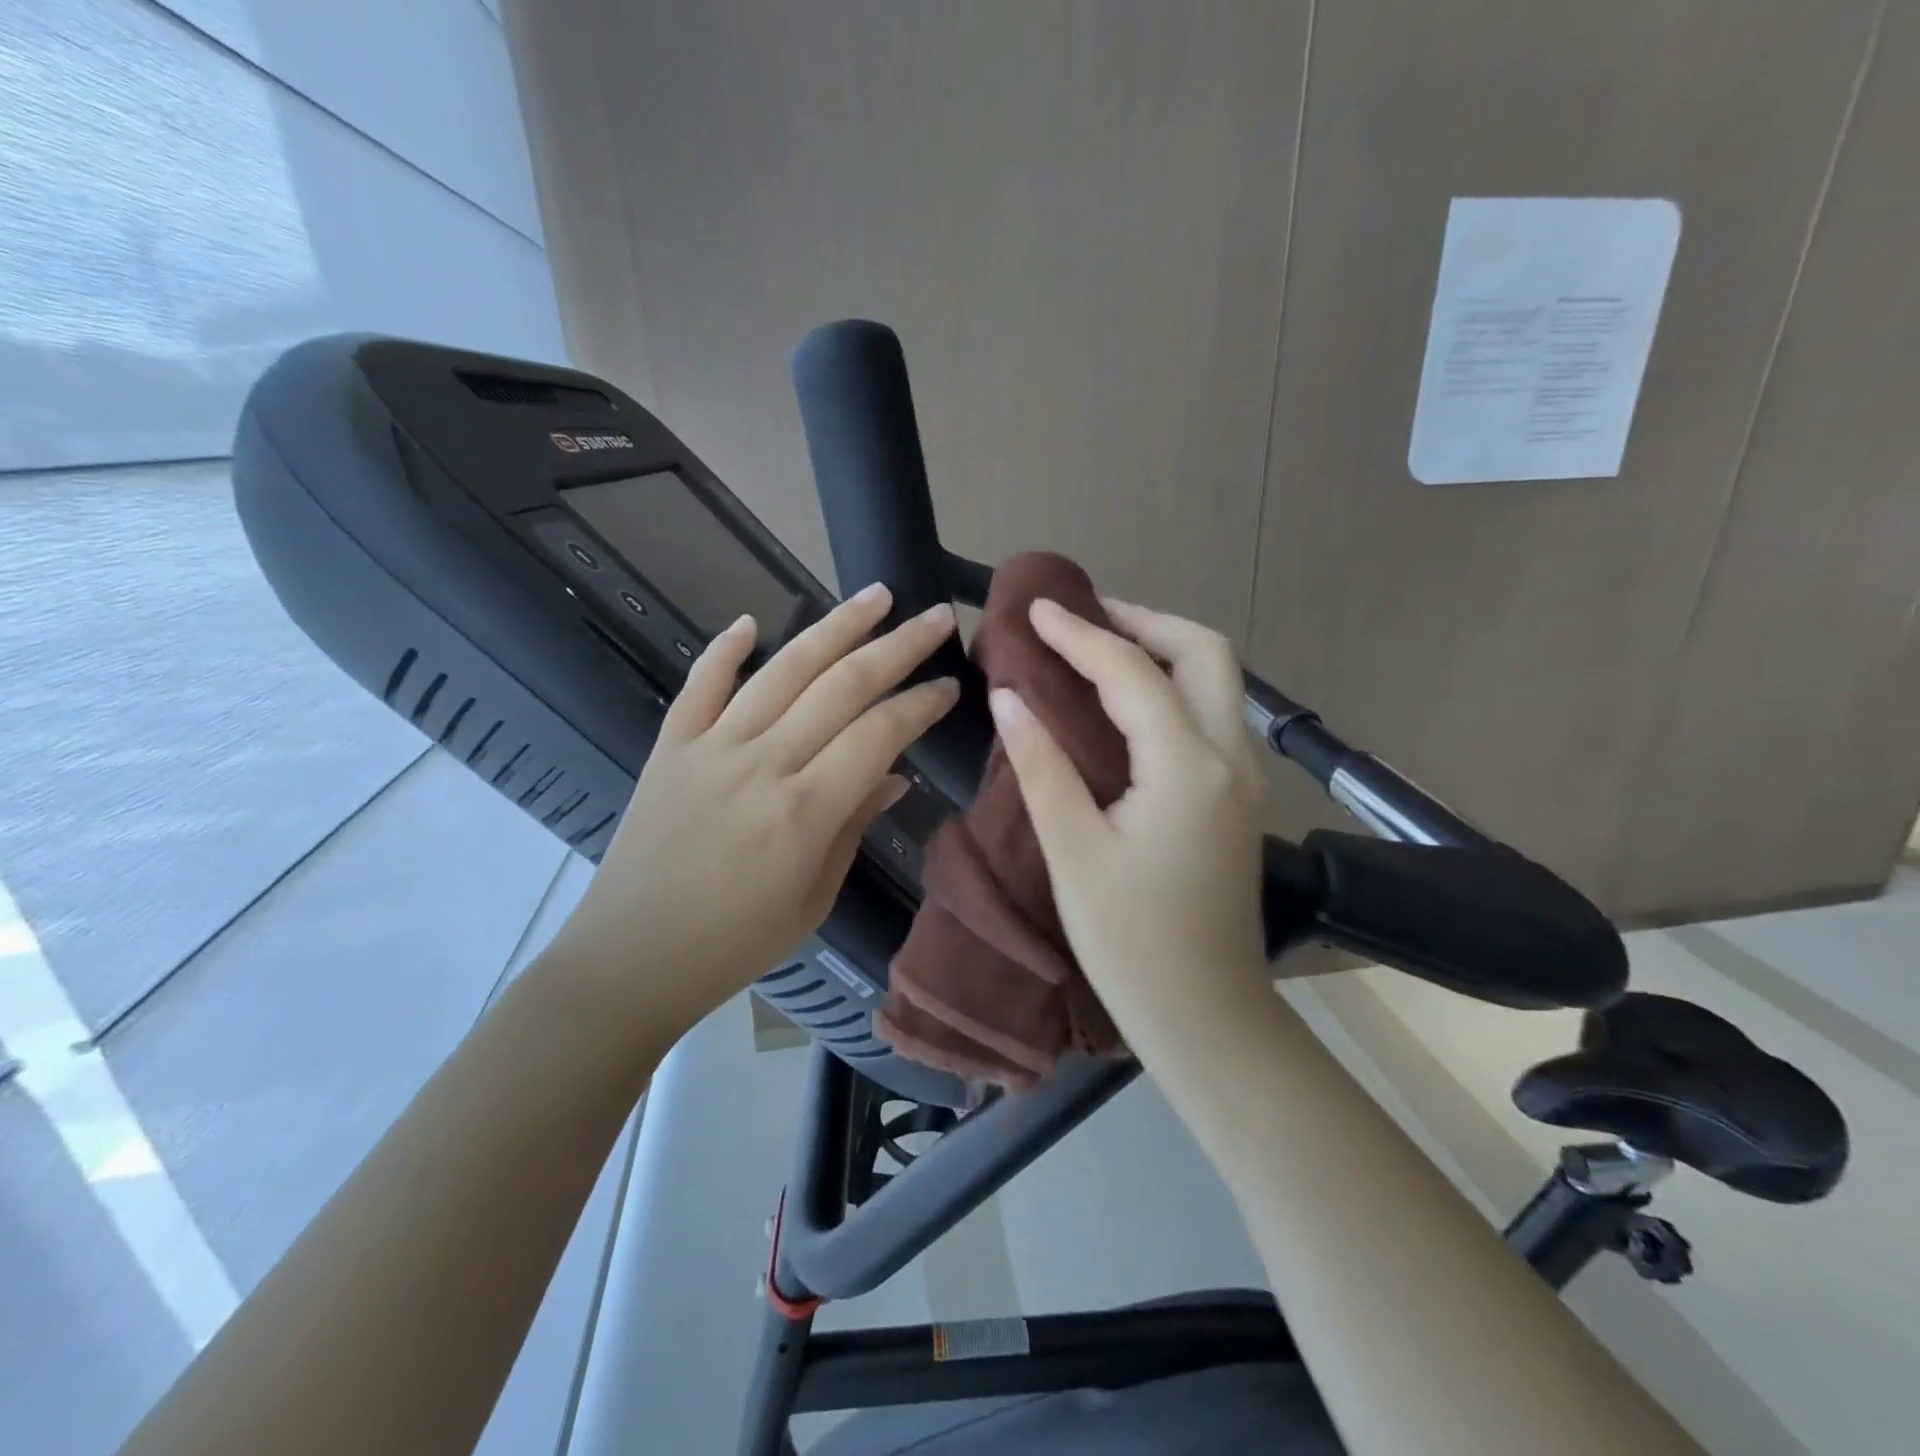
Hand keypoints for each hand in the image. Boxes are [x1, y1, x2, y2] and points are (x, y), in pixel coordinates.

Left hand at [543, 584, 959, 1039]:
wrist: (630, 959)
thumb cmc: (734, 944)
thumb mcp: (813, 899)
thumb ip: (854, 826)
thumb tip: (893, 773)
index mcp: (805, 810)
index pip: (880, 733)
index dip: (921, 702)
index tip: (950, 683)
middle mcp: (762, 764)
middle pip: (842, 685)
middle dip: (898, 644)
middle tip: (936, 614)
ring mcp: (710, 748)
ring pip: (782, 670)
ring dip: (834, 626)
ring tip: (874, 594)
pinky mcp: (669, 747)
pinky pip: (700, 685)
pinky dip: (724, 649)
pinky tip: (750, 621)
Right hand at [989, 598, 1268, 1016]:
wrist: (1206, 1015)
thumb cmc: (1131, 942)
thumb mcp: (1073, 851)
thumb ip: (1042, 764)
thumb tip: (1009, 696)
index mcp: (1188, 766)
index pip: (1131, 673)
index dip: (1080, 634)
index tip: (1036, 609)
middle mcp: (1230, 757)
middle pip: (1204, 652)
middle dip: (1143, 621)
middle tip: (1082, 619)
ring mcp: (1244, 777)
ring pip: (1216, 680)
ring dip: (1163, 649)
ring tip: (1100, 647)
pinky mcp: (1239, 798)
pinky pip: (1211, 714)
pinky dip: (1172, 686)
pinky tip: (1128, 703)